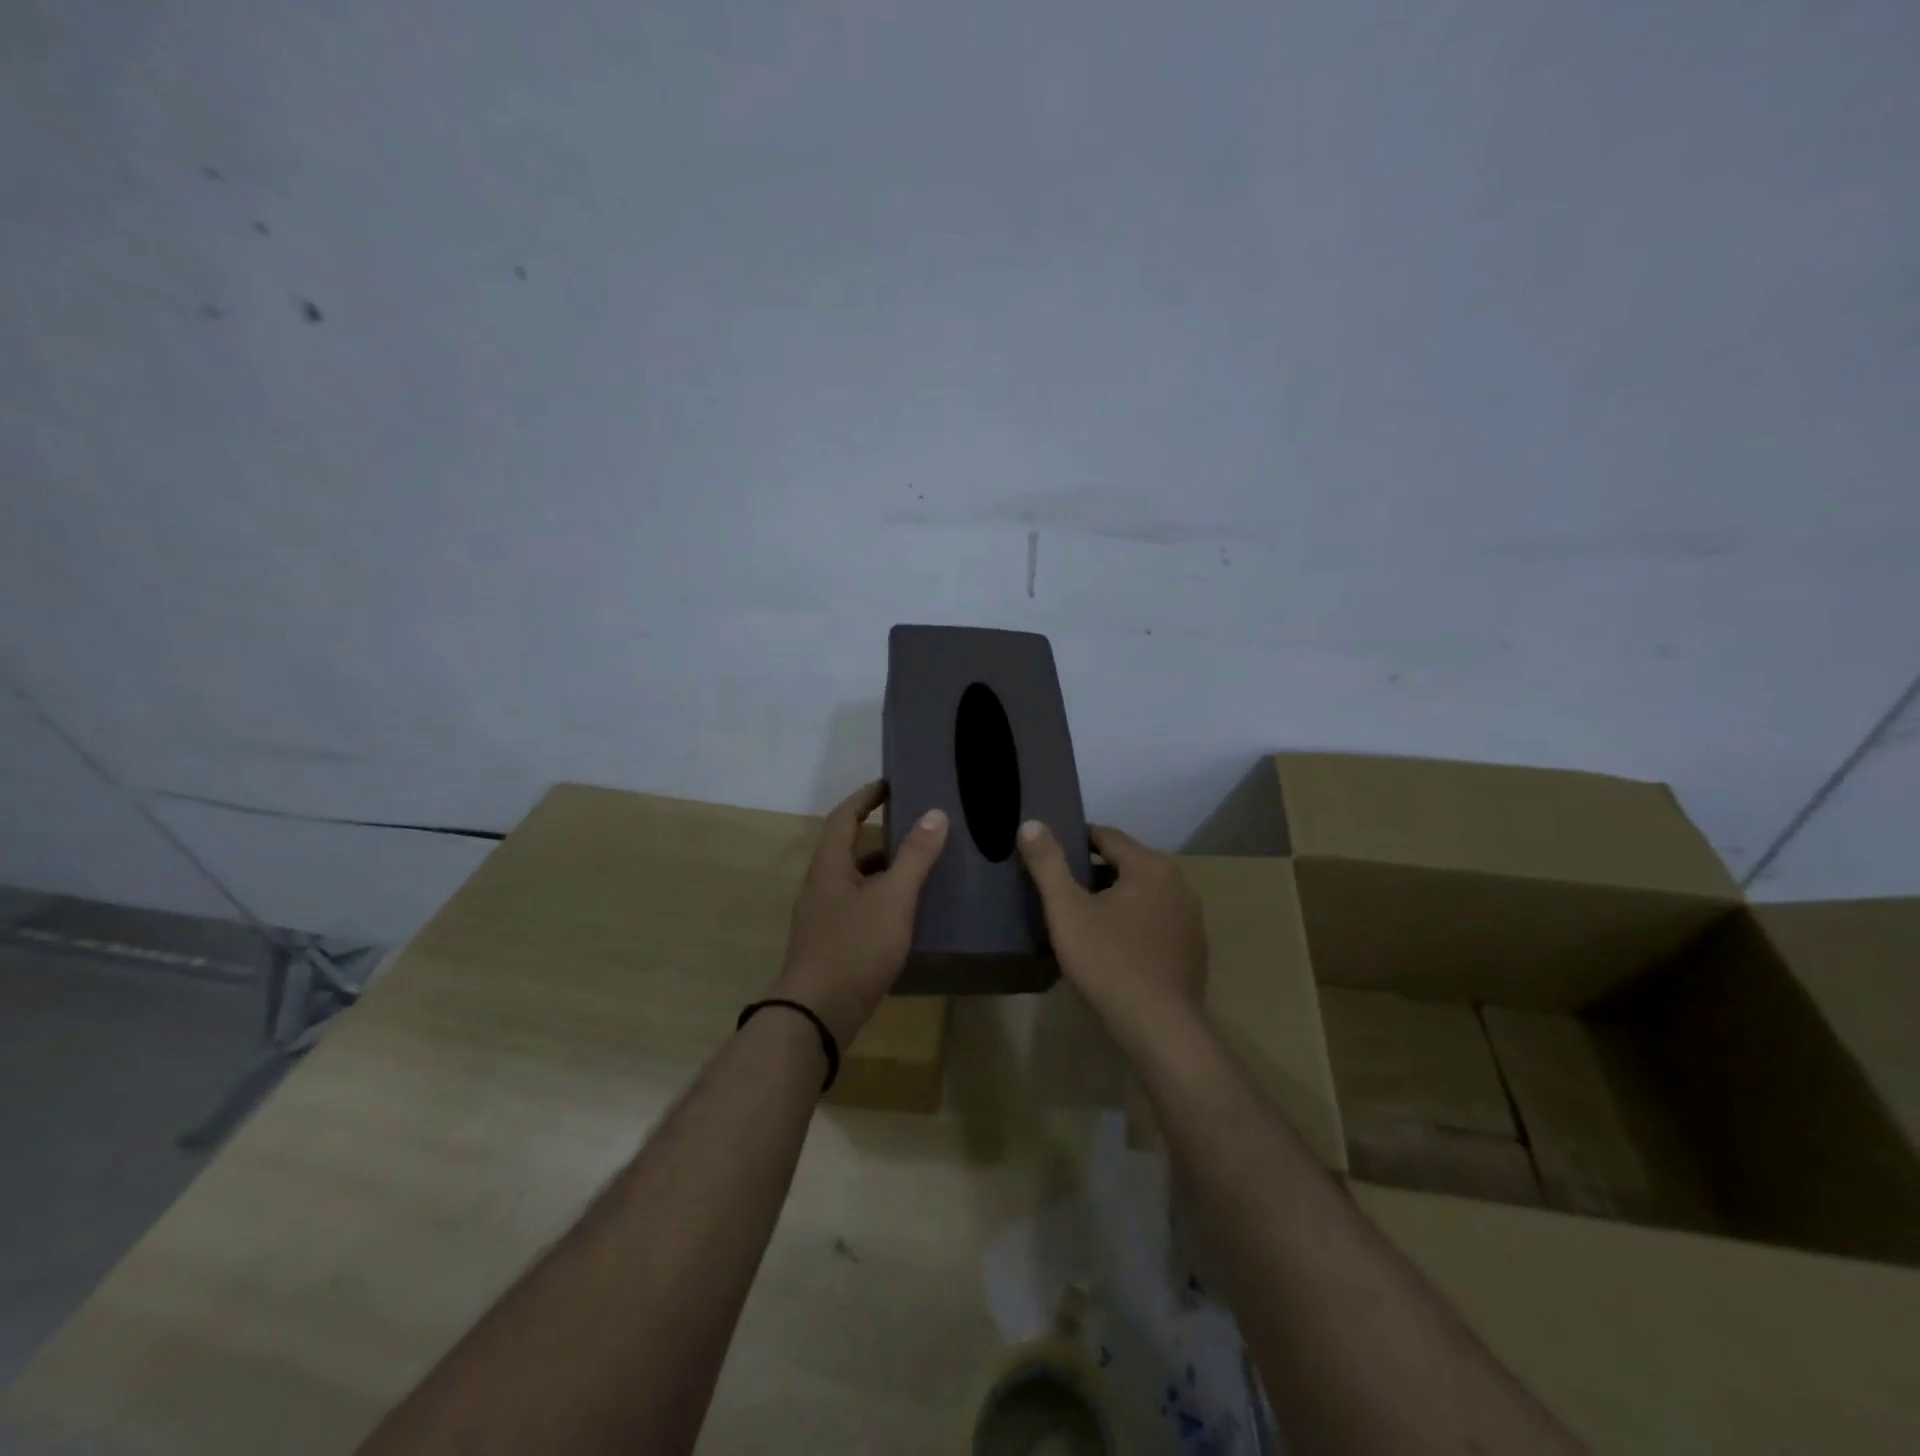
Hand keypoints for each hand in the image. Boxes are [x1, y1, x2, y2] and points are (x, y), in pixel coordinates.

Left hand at [772, 780, 948, 1044]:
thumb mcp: (893, 897)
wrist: (818, 1015)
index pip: (844, 817)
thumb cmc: (855, 946)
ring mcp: (825, 918)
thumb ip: (914, 856)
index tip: (890, 784)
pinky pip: (861, 909)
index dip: (866, 797)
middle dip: (884, 837)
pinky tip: (909, 915)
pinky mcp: (833, 945)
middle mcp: (822, 886)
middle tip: (921, 830)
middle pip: (851, 850)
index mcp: (830, 866)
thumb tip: (935, 813)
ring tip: (923, 870)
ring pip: (858, 883)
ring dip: (886, 872)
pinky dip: (884, 902)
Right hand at [1017, 820, 1207, 1037]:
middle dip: (1093, 871)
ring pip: (1143, 892)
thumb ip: (1048, 863)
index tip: (1049, 854)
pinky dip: (1133, 920)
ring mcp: (1191, 916)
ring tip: (1081, 915)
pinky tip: (1113, 944)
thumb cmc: (1109, 962)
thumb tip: (1030, 823)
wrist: (1160, 1028)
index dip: (1075, 840)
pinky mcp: (1193, 947)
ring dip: (1114, 896)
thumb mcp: (1067, 910)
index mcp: (1150, 866)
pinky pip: (1156, 918)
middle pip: (1126, 863)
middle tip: (1060, 888)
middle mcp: (1178, 882)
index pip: (1106, 836)